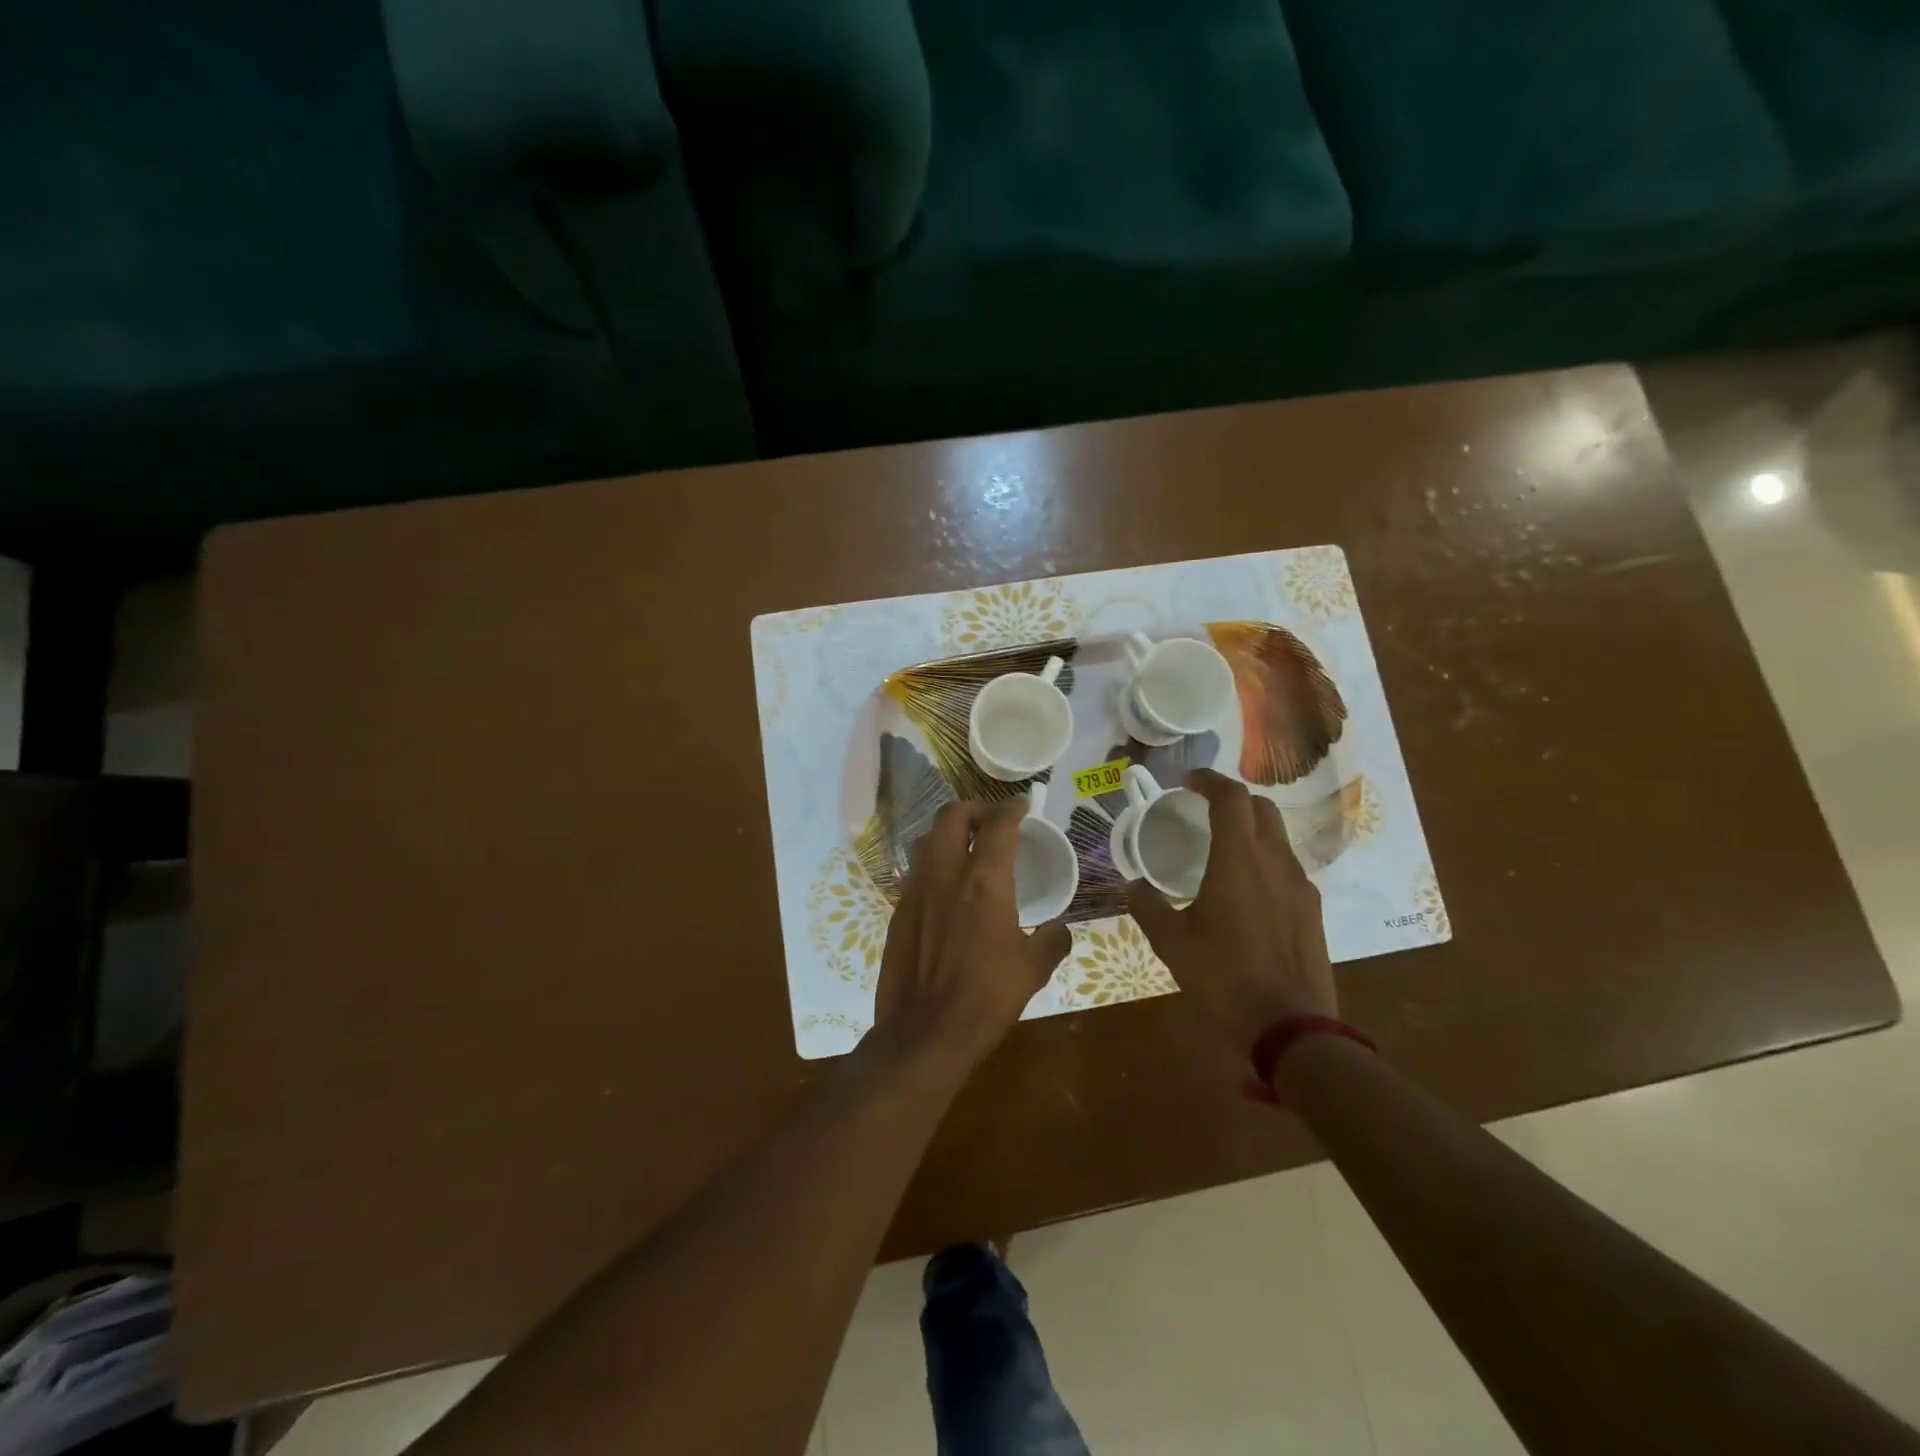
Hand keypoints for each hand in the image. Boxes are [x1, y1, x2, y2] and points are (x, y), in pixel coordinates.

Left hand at [869, 799, 1073, 1071]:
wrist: (925, 1031)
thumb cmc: (986, 997)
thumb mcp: (1033, 970)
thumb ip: (1052, 941)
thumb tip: (1060, 930)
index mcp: (985, 881)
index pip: (998, 824)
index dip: (1012, 808)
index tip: (1022, 806)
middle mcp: (946, 874)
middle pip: (952, 815)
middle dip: (973, 809)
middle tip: (990, 821)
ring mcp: (916, 890)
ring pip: (928, 839)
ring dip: (948, 833)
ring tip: (967, 848)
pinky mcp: (899, 911)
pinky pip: (917, 872)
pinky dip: (934, 866)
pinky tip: (947, 889)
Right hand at [1128, 769, 1336, 1057]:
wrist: (1292, 1027)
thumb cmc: (1224, 978)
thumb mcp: (1172, 943)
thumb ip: (1148, 908)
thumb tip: (1134, 886)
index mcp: (1238, 860)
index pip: (1230, 797)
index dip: (1209, 780)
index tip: (1187, 781)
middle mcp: (1274, 862)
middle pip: (1260, 808)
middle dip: (1232, 799)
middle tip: (1203, 811)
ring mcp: (1300, 886)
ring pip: (1277, 837)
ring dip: (1250, 830)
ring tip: (1221, 853)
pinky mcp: (1312, 910)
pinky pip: (1287, 868)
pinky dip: (1264, 861)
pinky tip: (1245, 893)